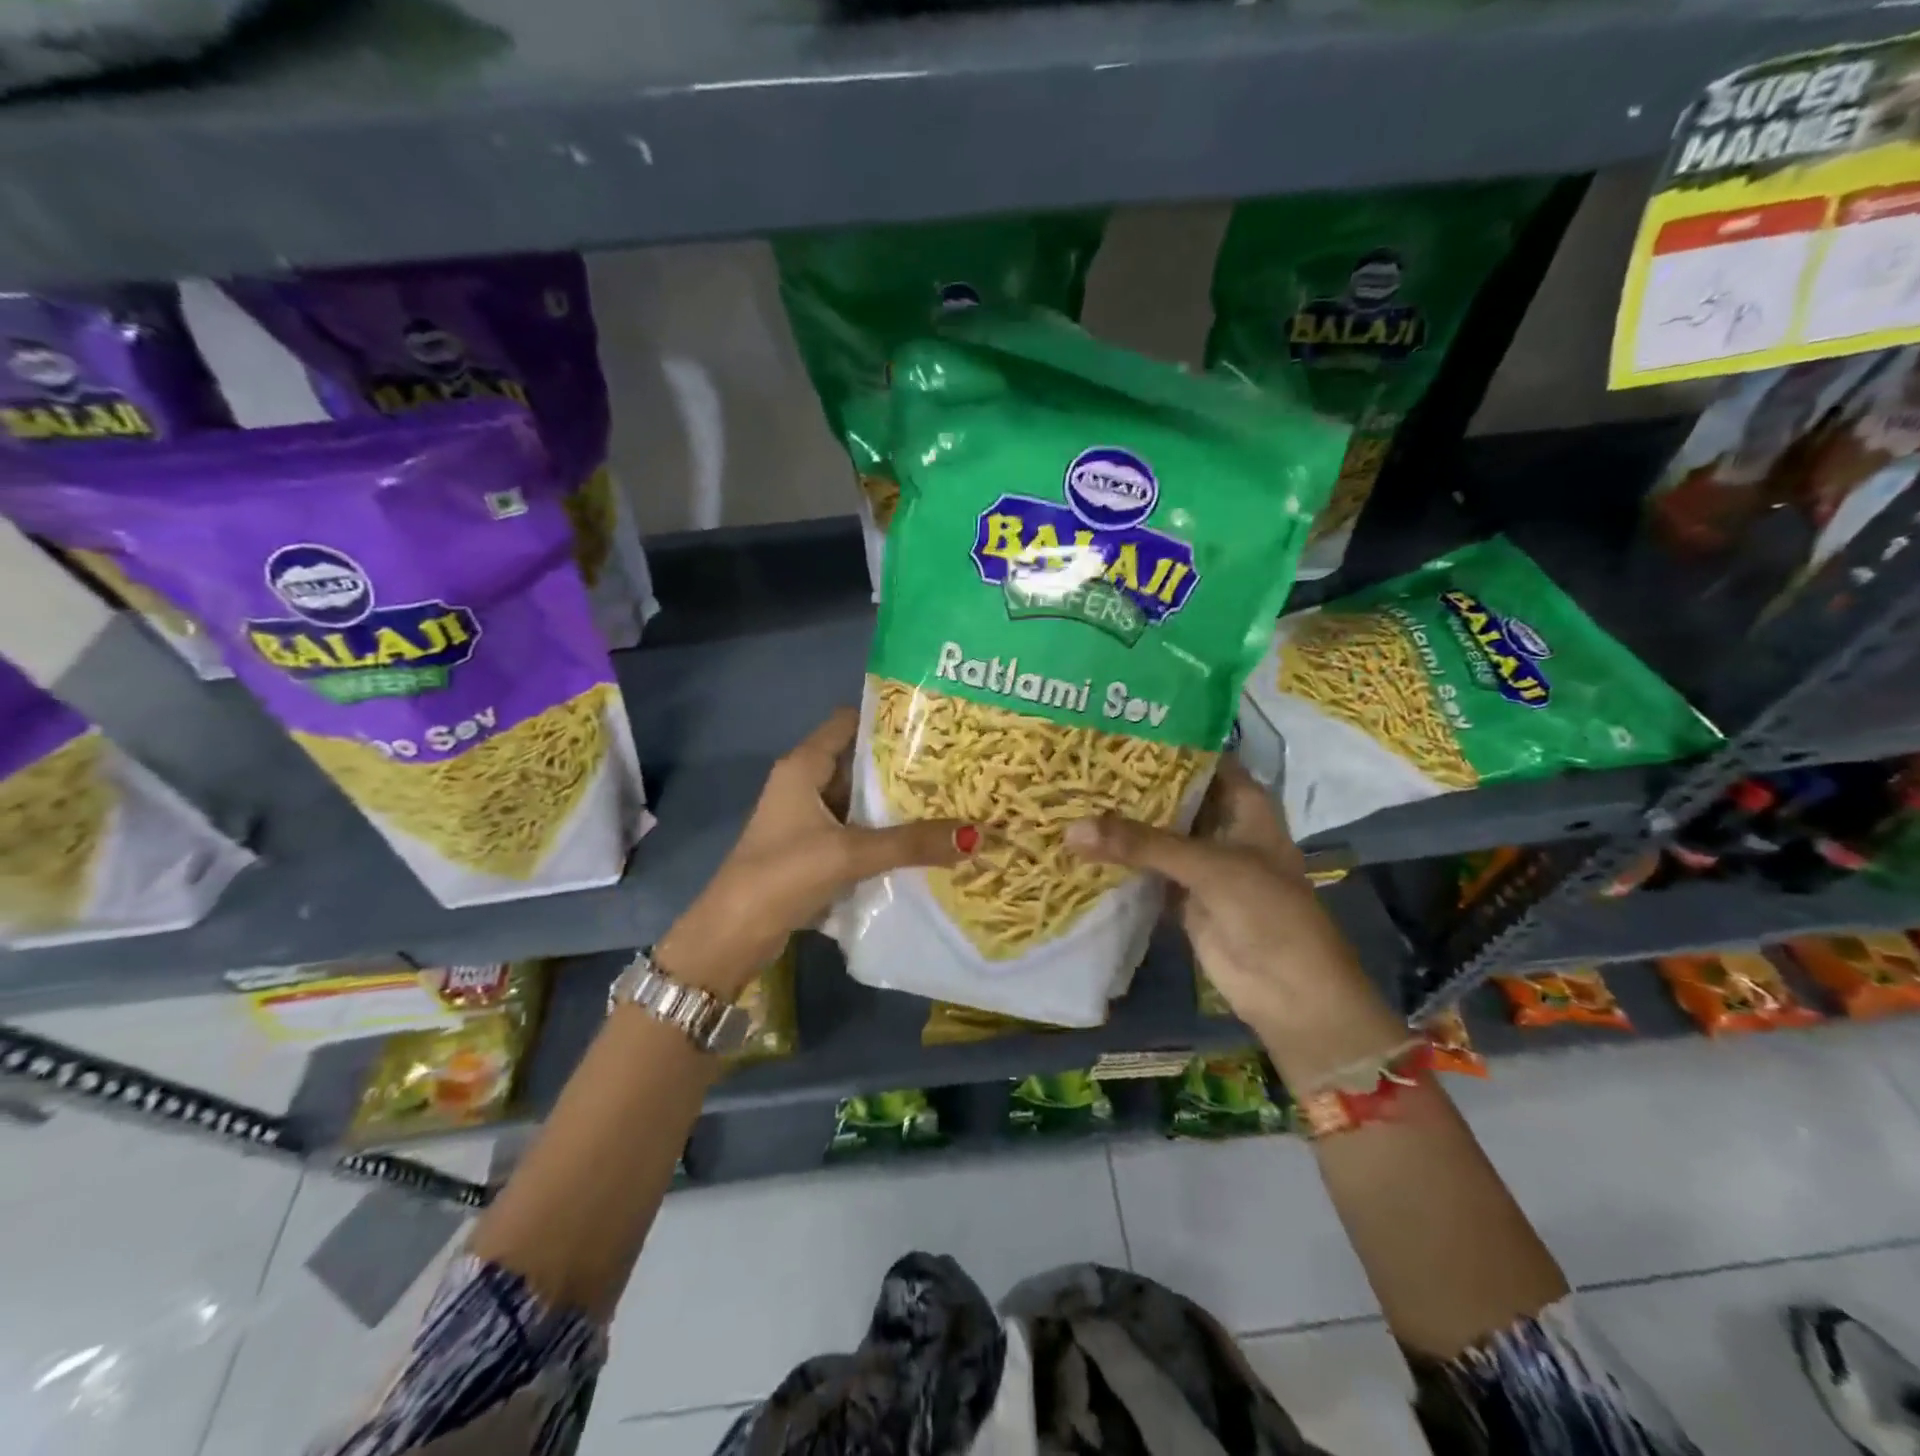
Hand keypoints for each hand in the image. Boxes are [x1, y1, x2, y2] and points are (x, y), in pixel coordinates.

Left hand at [655, 708, 978, 997]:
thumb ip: (910, 843)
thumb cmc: (783, 874)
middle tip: (954, 765)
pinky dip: (884, 833)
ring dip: (895, 803)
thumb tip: (975, 835)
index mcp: (803, 766)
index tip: (934, 722)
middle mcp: (804, 784)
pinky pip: (856, 830)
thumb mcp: (849, 853)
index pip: (849, 722)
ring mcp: (808, 819)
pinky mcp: (813, 850)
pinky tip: (921, 840)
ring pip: (860, 800)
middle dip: (903, 765)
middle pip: (859, 762)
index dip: (888, 718)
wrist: (732, 935)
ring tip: (950, 799)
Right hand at [1064, 758, 1405, 1085]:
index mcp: (1243, 803)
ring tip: (1068, 795)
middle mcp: (1221, 824)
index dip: (1163, 742)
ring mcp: (1200, 861)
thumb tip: (1070, 828)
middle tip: (1077, 761)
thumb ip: (1140, 844)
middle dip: (1131, 784)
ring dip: (1121, 823)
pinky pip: (1145, 870)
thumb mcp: (1207, 866)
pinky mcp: (1181, 895)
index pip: (1200, 758)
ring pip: (1155, 834)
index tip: (1113, 726)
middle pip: (1171, 795)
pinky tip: (1078, 845)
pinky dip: (1119, 862)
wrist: (1289, 991)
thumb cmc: (1266, 910)